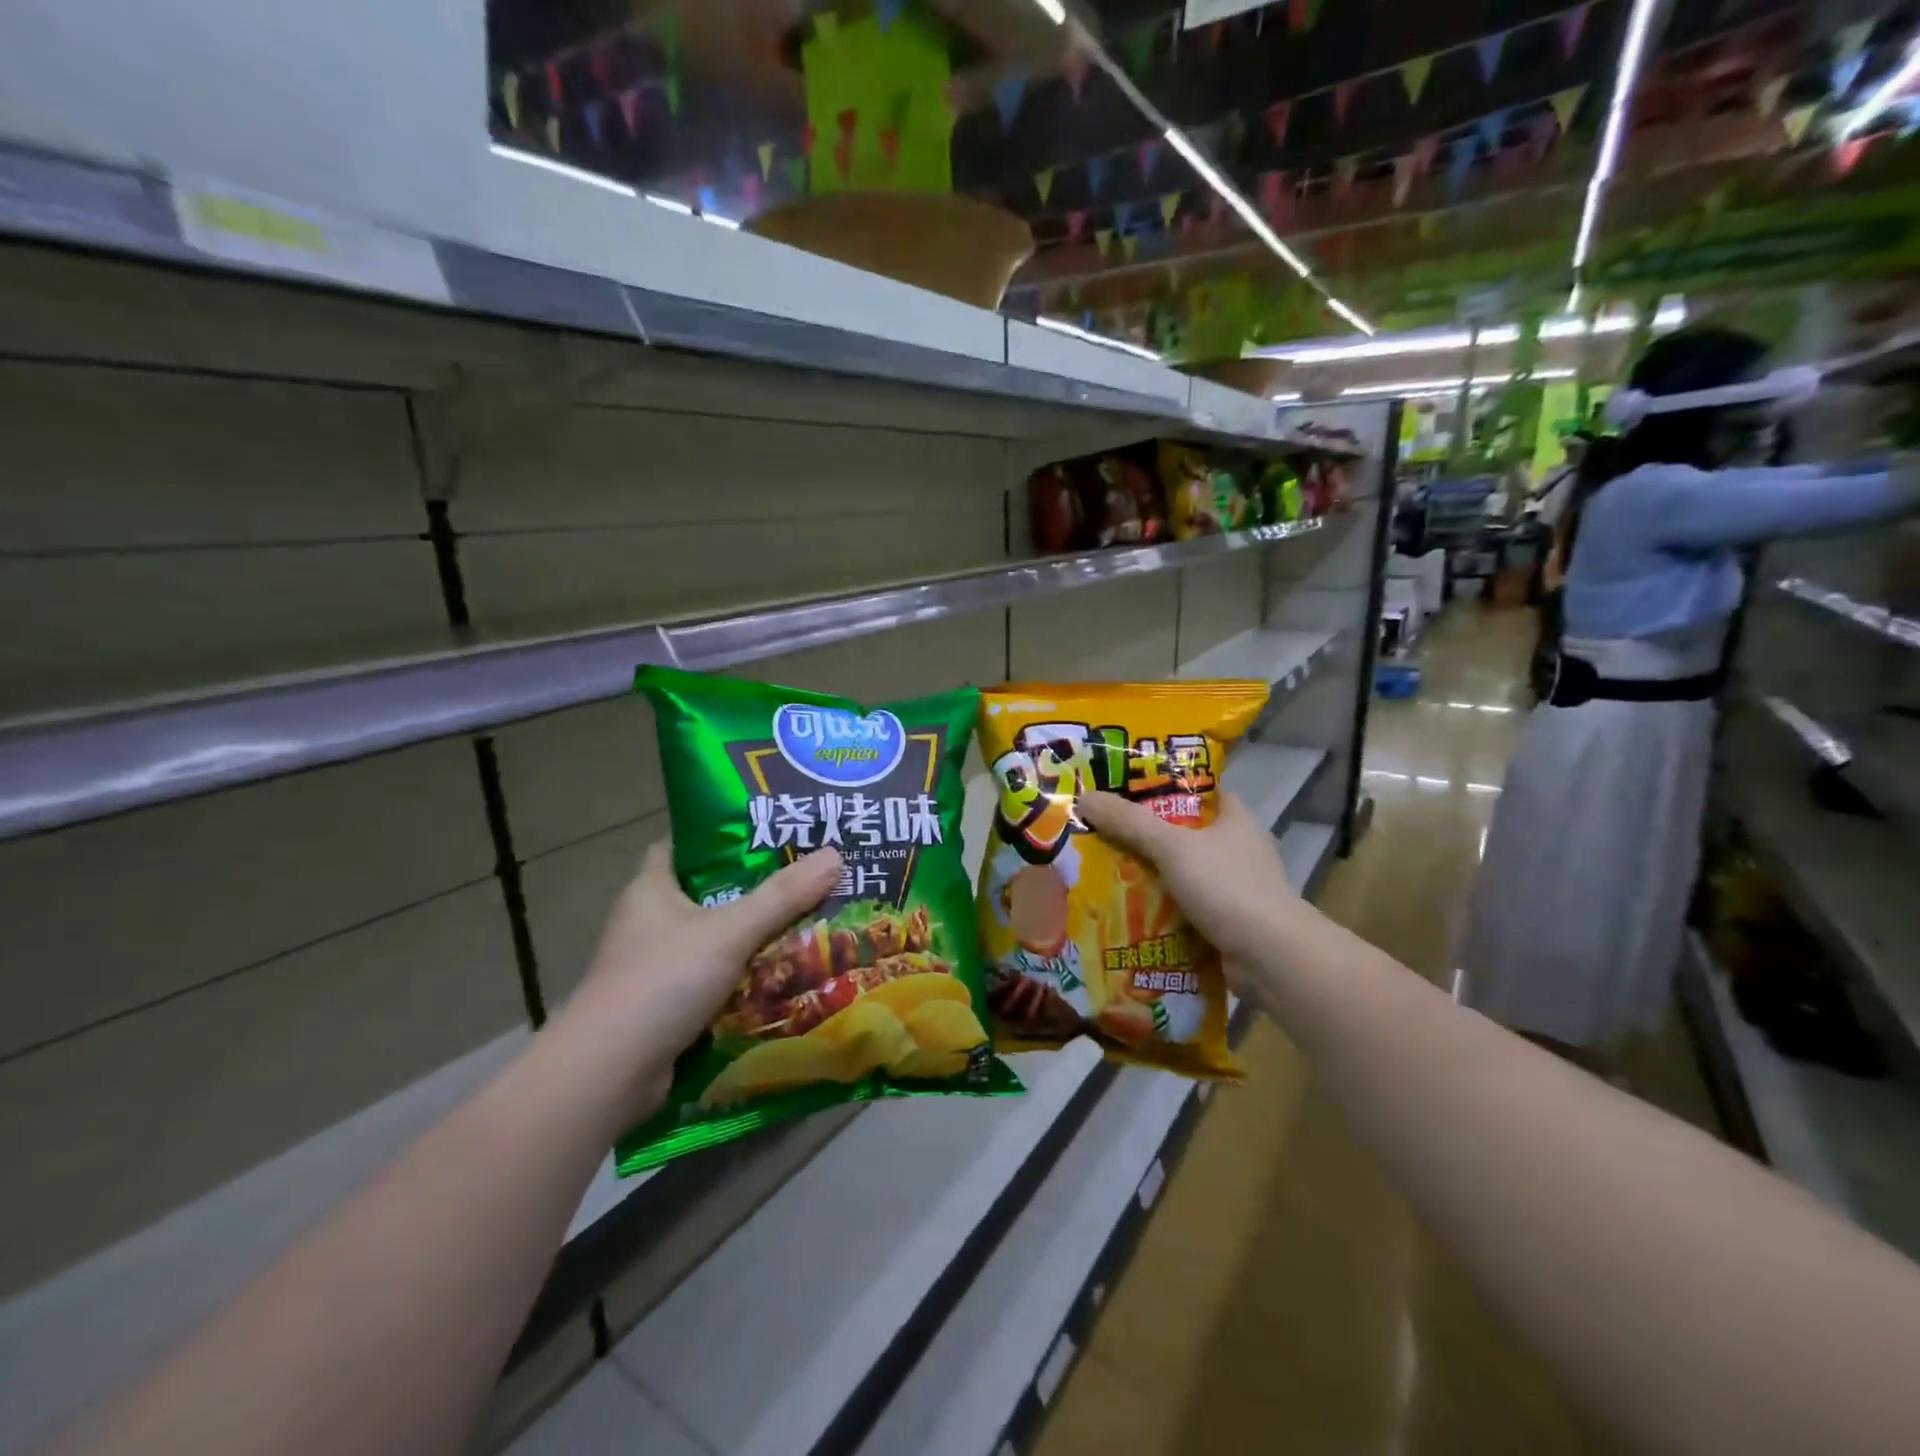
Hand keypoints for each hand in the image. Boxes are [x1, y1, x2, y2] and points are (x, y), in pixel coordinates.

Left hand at [561, 844, 842, 1120]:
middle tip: (806, 880)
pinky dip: (743, 979)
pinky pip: (713, 981)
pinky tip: (784, 977)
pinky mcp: (664, 1008)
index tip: (770, 835)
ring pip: (714, 941)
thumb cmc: (662, 981)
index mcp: (651, 889)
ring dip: (753, 939)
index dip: (724, 837)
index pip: (685, 846)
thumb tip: (836, 855)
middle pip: (708, 894)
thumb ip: (782, 896)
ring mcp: (654, 968)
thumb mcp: (729, 931)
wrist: (608, 1075)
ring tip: (809, 924)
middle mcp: (648, 923)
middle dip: (754, 891)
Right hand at [1076, 790, 1299, 964]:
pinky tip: (1130, 912)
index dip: (1167, 787)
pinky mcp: (1229, 923)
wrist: (1270, 957)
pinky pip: (1187, 908)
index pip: (1201, 792)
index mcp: (1236, 820)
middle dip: (1148, 836)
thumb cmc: (1227, 886)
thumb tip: (1085, 798)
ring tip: (1107, 873)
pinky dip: (1162, 911)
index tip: (1128, 790)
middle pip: (1186, 834)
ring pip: (1184, 874)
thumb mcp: (1172, 846)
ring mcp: (1236, 889)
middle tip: (1105, 834)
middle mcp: (1240, 850)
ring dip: (1152, 877)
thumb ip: (1129, 822)